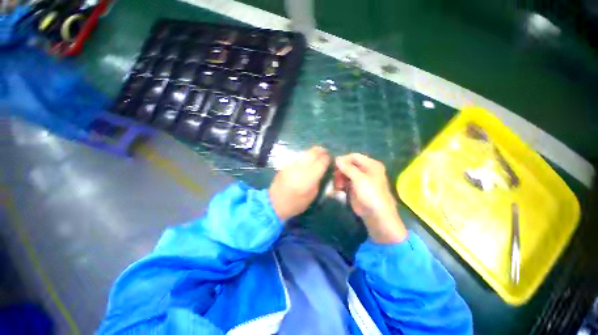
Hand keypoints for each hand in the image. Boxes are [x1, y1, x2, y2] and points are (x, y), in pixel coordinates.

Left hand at [269, 146, 330, 221]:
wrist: (274, 203)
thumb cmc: (296, 204)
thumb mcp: (312, 196)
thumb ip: (319, 181)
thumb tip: (324, 169)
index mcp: (308, 179)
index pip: (321, 163)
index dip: (327, 158)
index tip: (330, 158)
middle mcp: (299, 169)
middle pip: (313, 153)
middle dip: (321, 151)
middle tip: (325, 152)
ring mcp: (291, 166)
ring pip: (305, 153)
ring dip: (313, 152)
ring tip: (318, 155)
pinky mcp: (285, 165)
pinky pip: (298, 157)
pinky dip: (305, 156)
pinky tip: (307, 160)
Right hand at [335, 153, 406, 243]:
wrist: (376, 215)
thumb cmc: (371, 194)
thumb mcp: (359, 179)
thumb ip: (348, 168)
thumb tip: (337, 158)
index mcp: (371, 164)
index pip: (354, 156)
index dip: (344, 159)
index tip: (334, 165)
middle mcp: (366, 170)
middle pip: (349, 165)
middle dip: (341, 170)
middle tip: (335, 177)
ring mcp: (360, 179)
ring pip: (346, 173)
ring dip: (339, 178)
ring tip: (337, 186)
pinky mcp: (355, 188)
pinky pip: (345, 182)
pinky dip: (340, 184)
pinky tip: (337, 189)